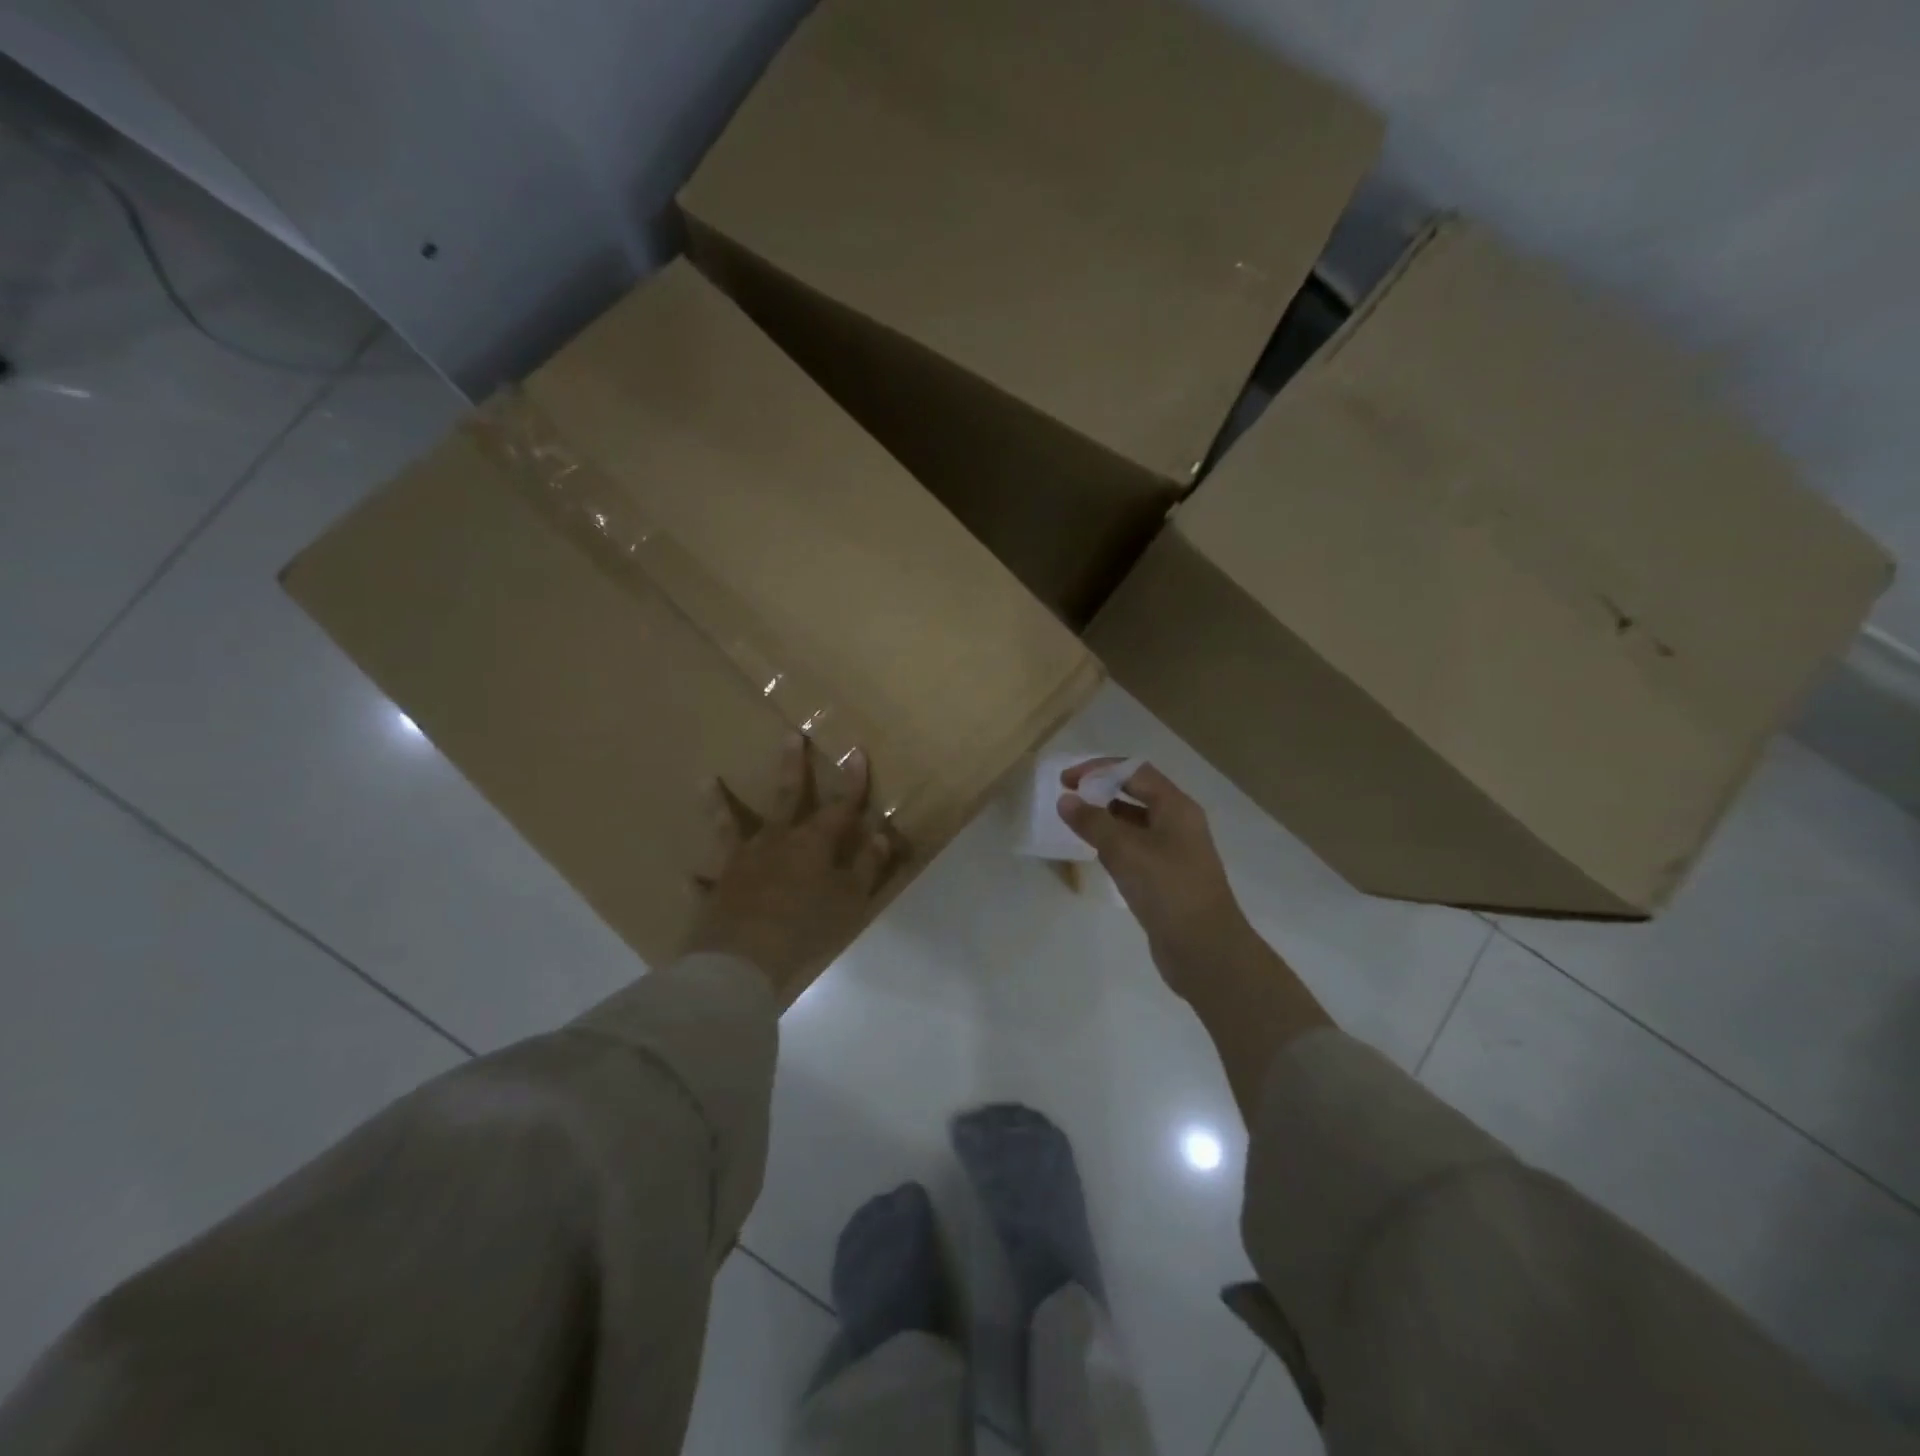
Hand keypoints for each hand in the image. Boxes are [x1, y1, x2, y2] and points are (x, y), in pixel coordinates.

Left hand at [685, 735, 899, 1004]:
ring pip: (729, 826)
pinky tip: (688, 875)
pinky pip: (705, 881)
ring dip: (718, 803)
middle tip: (789, 736)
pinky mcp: (716, 889)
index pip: (840, 806)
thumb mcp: (849, 900)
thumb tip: (882, 835)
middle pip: (785, 797)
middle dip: (791, 766)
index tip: (855, 750)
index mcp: (812, 843)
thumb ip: (866, 866)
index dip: (852, 780)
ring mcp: (740, 863)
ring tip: (706, 780)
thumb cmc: (806, 927)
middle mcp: (775, 842)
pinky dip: (699, 879)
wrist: (744, 959)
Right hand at [1058, 759, 1263, 999]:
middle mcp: (1178, 823)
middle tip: (1067, 799)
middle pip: (1136, 793)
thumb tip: (1066, 799)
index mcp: (1176, 807)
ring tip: (1075, 824)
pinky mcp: (1166, 878)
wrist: (1205, 950)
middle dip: (1101, 791)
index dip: (1098, 769)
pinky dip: (1114, 844)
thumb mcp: (1126, 851)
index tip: (1066, 780)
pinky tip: (1095, 854)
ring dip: (1106, 818)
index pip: (1134, 771)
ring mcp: (1174, 852)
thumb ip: (1093, 822)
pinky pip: (1136, 849)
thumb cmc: (1168, 890)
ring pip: (1135, 823)